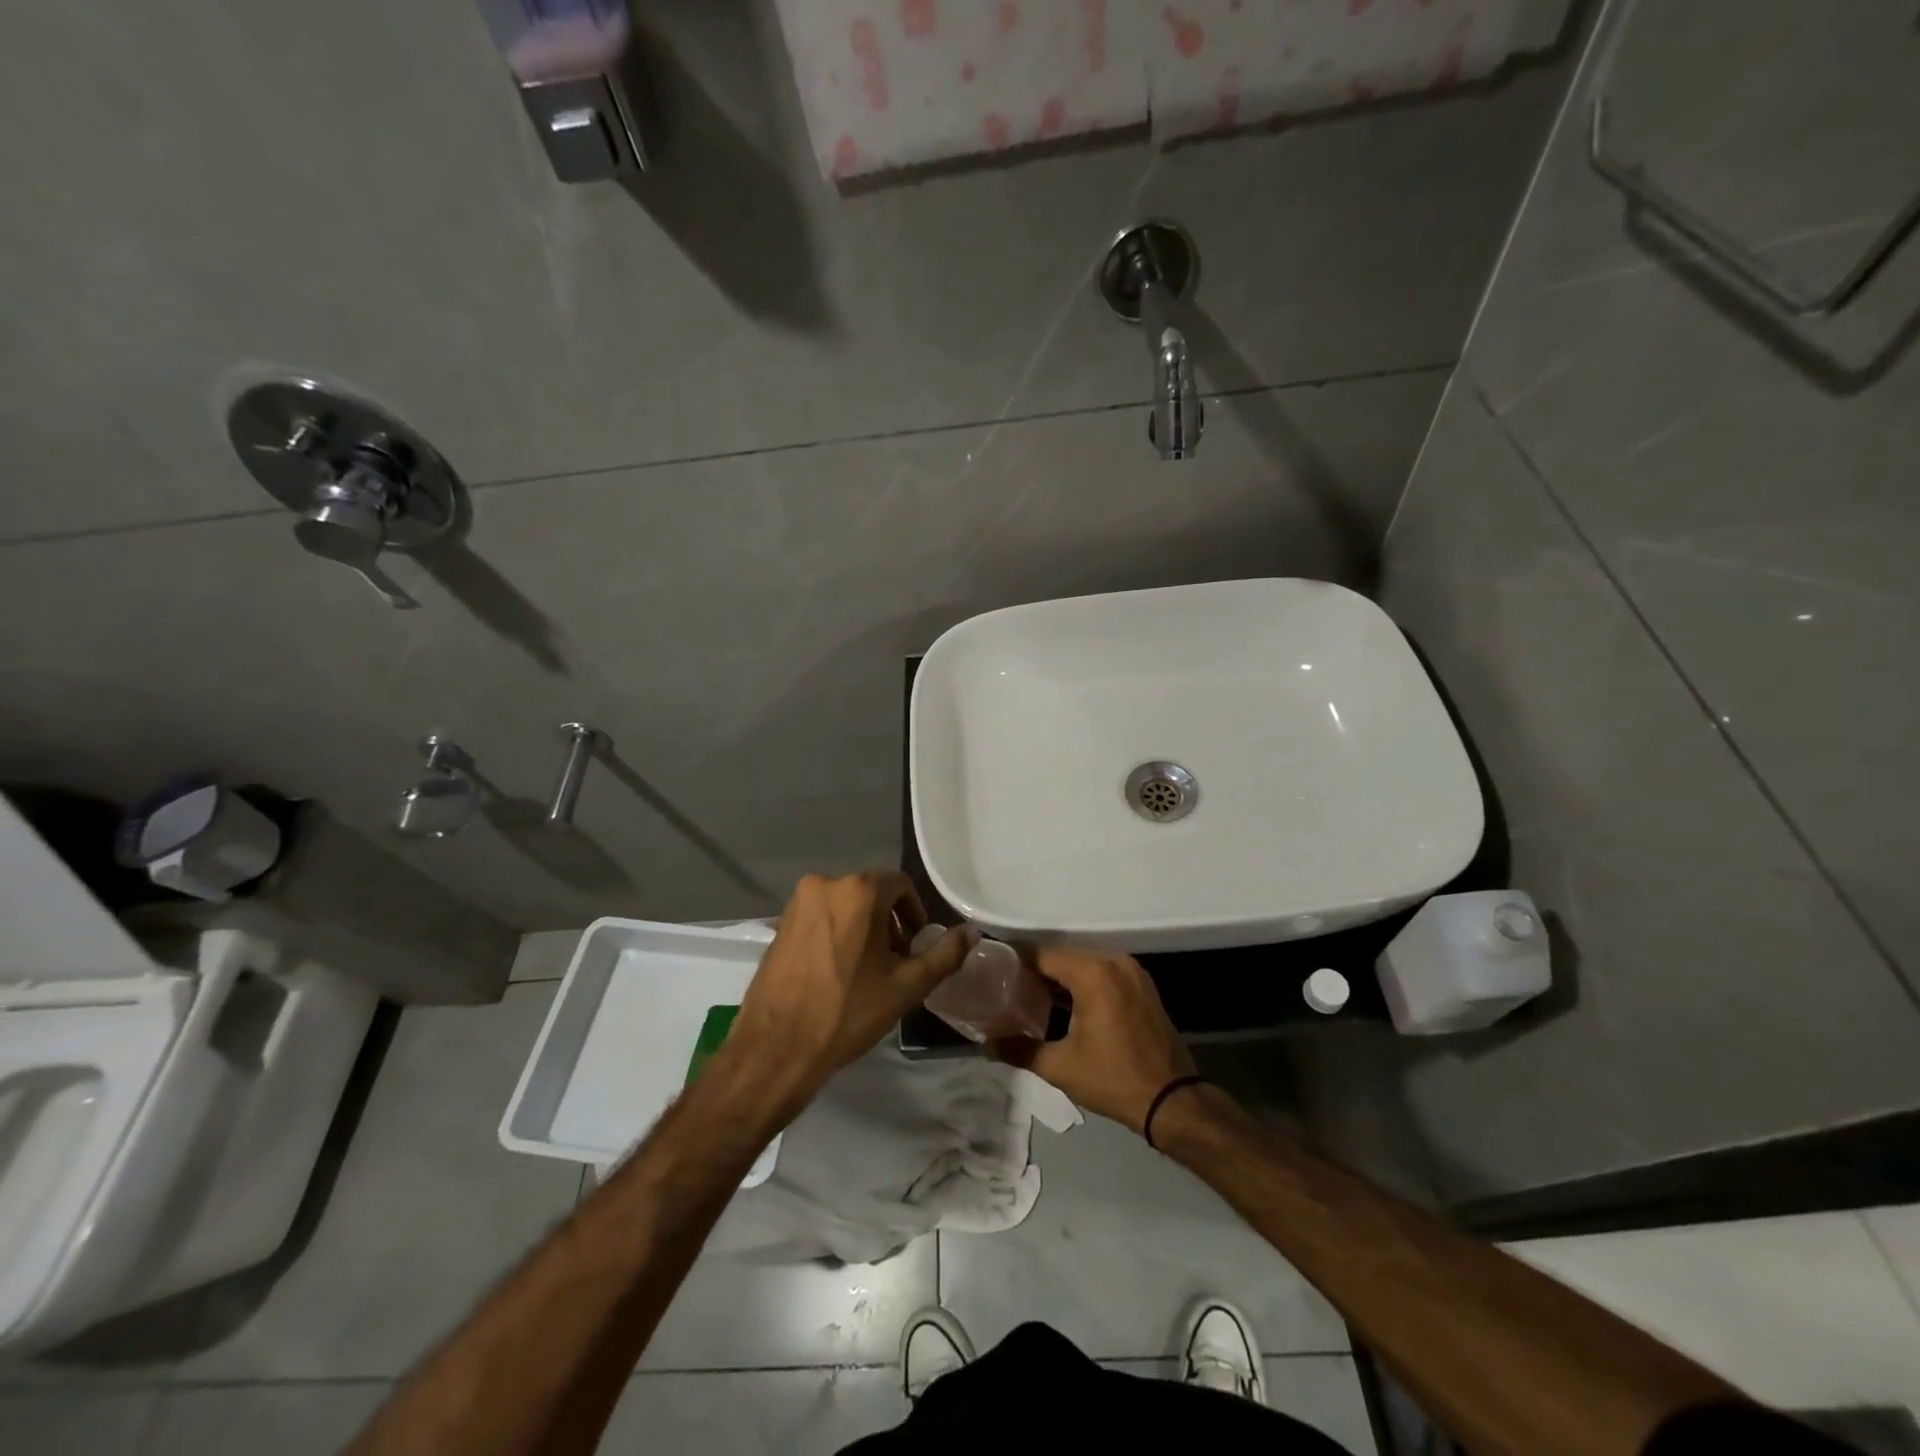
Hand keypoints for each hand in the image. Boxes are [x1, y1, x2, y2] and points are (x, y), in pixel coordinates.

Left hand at [727, 872, 975, 1105]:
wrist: (777, 1048)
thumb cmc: (848, 1012)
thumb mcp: (907, 985)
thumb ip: (945, 954)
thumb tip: (973, 931)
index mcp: (858, 890)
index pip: (901, 887)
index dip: (915, 915)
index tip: (915, 948)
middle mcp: (825, 883)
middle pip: (871, 894)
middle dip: (889, 923)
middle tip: (895, 963)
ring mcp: (797, 903)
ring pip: (844, 906)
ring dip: (862, 929)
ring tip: (866, 971)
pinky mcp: (778, 923)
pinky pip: (819, 918)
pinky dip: (835, 934)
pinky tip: (836, 972)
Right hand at [995, 947, 1195, 1134]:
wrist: (1173, 1102)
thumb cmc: (1113, 1079)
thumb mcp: (1060, 1066)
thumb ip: (1019, 1048)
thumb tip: (986, 1044)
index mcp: (1093, 972)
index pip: (1043, 955)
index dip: (1016, 963)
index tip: (994, 974)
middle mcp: (1114, 961)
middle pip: (1063, 957)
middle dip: (1036, 971)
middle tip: (1008, 989)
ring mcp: (1132, 972)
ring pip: (1084, 964)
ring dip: (1060, 978)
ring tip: (1031, 998)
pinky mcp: (1142, 986)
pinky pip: (1103, 974)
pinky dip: (1083, 984)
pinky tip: (1065, 1005)